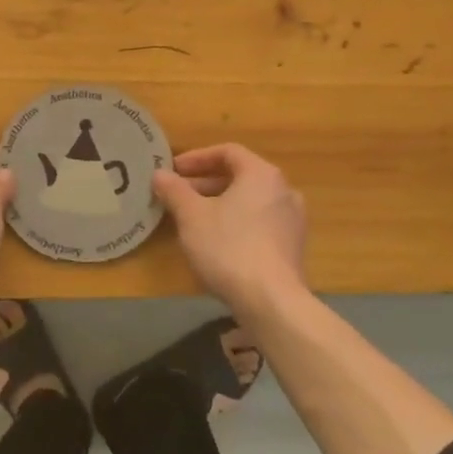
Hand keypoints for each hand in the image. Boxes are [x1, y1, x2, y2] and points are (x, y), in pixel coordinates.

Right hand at [153, 143, 308, 315]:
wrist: (272, 301)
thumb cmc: (228, 247)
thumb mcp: (191, 216)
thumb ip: (174, 190)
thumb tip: (159, 174)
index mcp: (261, 174)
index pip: (228, 152)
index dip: (197, 158)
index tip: (174, 171)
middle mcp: (284, 190)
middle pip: (240, 176)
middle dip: (206, 183)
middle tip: (178, 195)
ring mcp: (293, 220)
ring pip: (250, 201)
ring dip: (220, 204)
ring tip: (193, 219)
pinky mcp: (293, 247)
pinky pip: (260, 223)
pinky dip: (237, 222)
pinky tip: (217, 242)